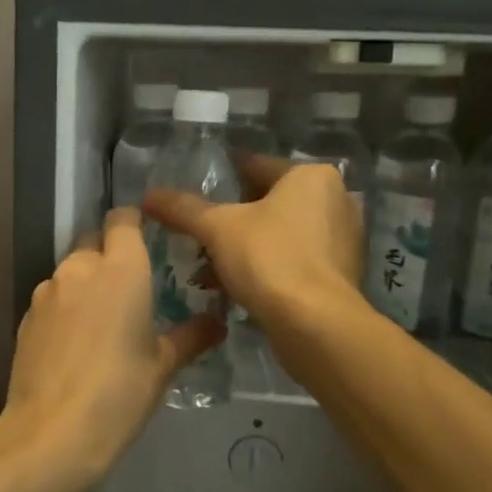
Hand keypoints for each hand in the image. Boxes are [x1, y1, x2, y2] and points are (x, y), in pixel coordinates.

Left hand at [0, 206, 222, 491]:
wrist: (51, 433)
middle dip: (110, 253)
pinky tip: (74, 343)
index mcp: (121, 269)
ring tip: (102, 321)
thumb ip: (190, 337)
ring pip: (70, 270)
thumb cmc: (119, 393)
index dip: (134, 222)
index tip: (147, 237)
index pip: (123, 219)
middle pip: (94, 240)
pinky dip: (66, 307)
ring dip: (86, 283)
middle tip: (131, 287)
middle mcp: (81, 268)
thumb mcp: (162, 367)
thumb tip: (217, 322)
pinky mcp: (26, 316)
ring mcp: (47, 291)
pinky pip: (52, 298)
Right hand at [143, 157, 363, 350]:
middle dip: (233, 220)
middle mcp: (335, 199)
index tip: (195, 191)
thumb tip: (148, 195)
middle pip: (269, 202)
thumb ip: (183, 209)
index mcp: (311, 176)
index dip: (222, 178)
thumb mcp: (217, 228)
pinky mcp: (341, 274)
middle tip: (200, 233)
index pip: (255, 166)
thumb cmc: (270, 259)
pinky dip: (267, 268)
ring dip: (246, 247)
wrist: (315, 325)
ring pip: (281, 234)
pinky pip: (294, 261)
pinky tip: (234, 287)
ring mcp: (343, 239)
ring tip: (209, 266)